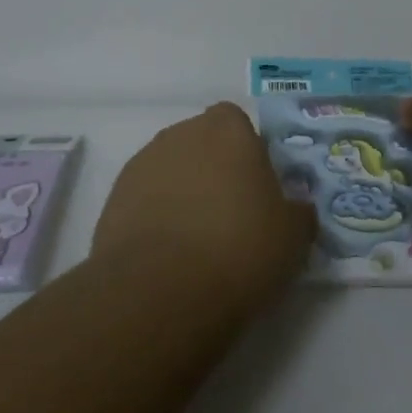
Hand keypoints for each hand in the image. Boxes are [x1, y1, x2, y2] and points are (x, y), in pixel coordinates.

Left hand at [93, 103, 316, 311]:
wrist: (161, 290)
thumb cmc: (240, 249)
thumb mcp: (294, 236)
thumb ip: (297, 212)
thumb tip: (295, 208)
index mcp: (227, 130)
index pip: (236, 122)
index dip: (247, 150)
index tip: (256, 186)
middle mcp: (180, 135)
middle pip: (201, 142)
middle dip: (213, 169)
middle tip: (230, 215)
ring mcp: (141, 164)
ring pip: (170, 169)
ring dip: (182, 192)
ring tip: (196, 241)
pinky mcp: (114, 199)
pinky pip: (144, 199)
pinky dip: (155, 217)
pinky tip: (167, 255)